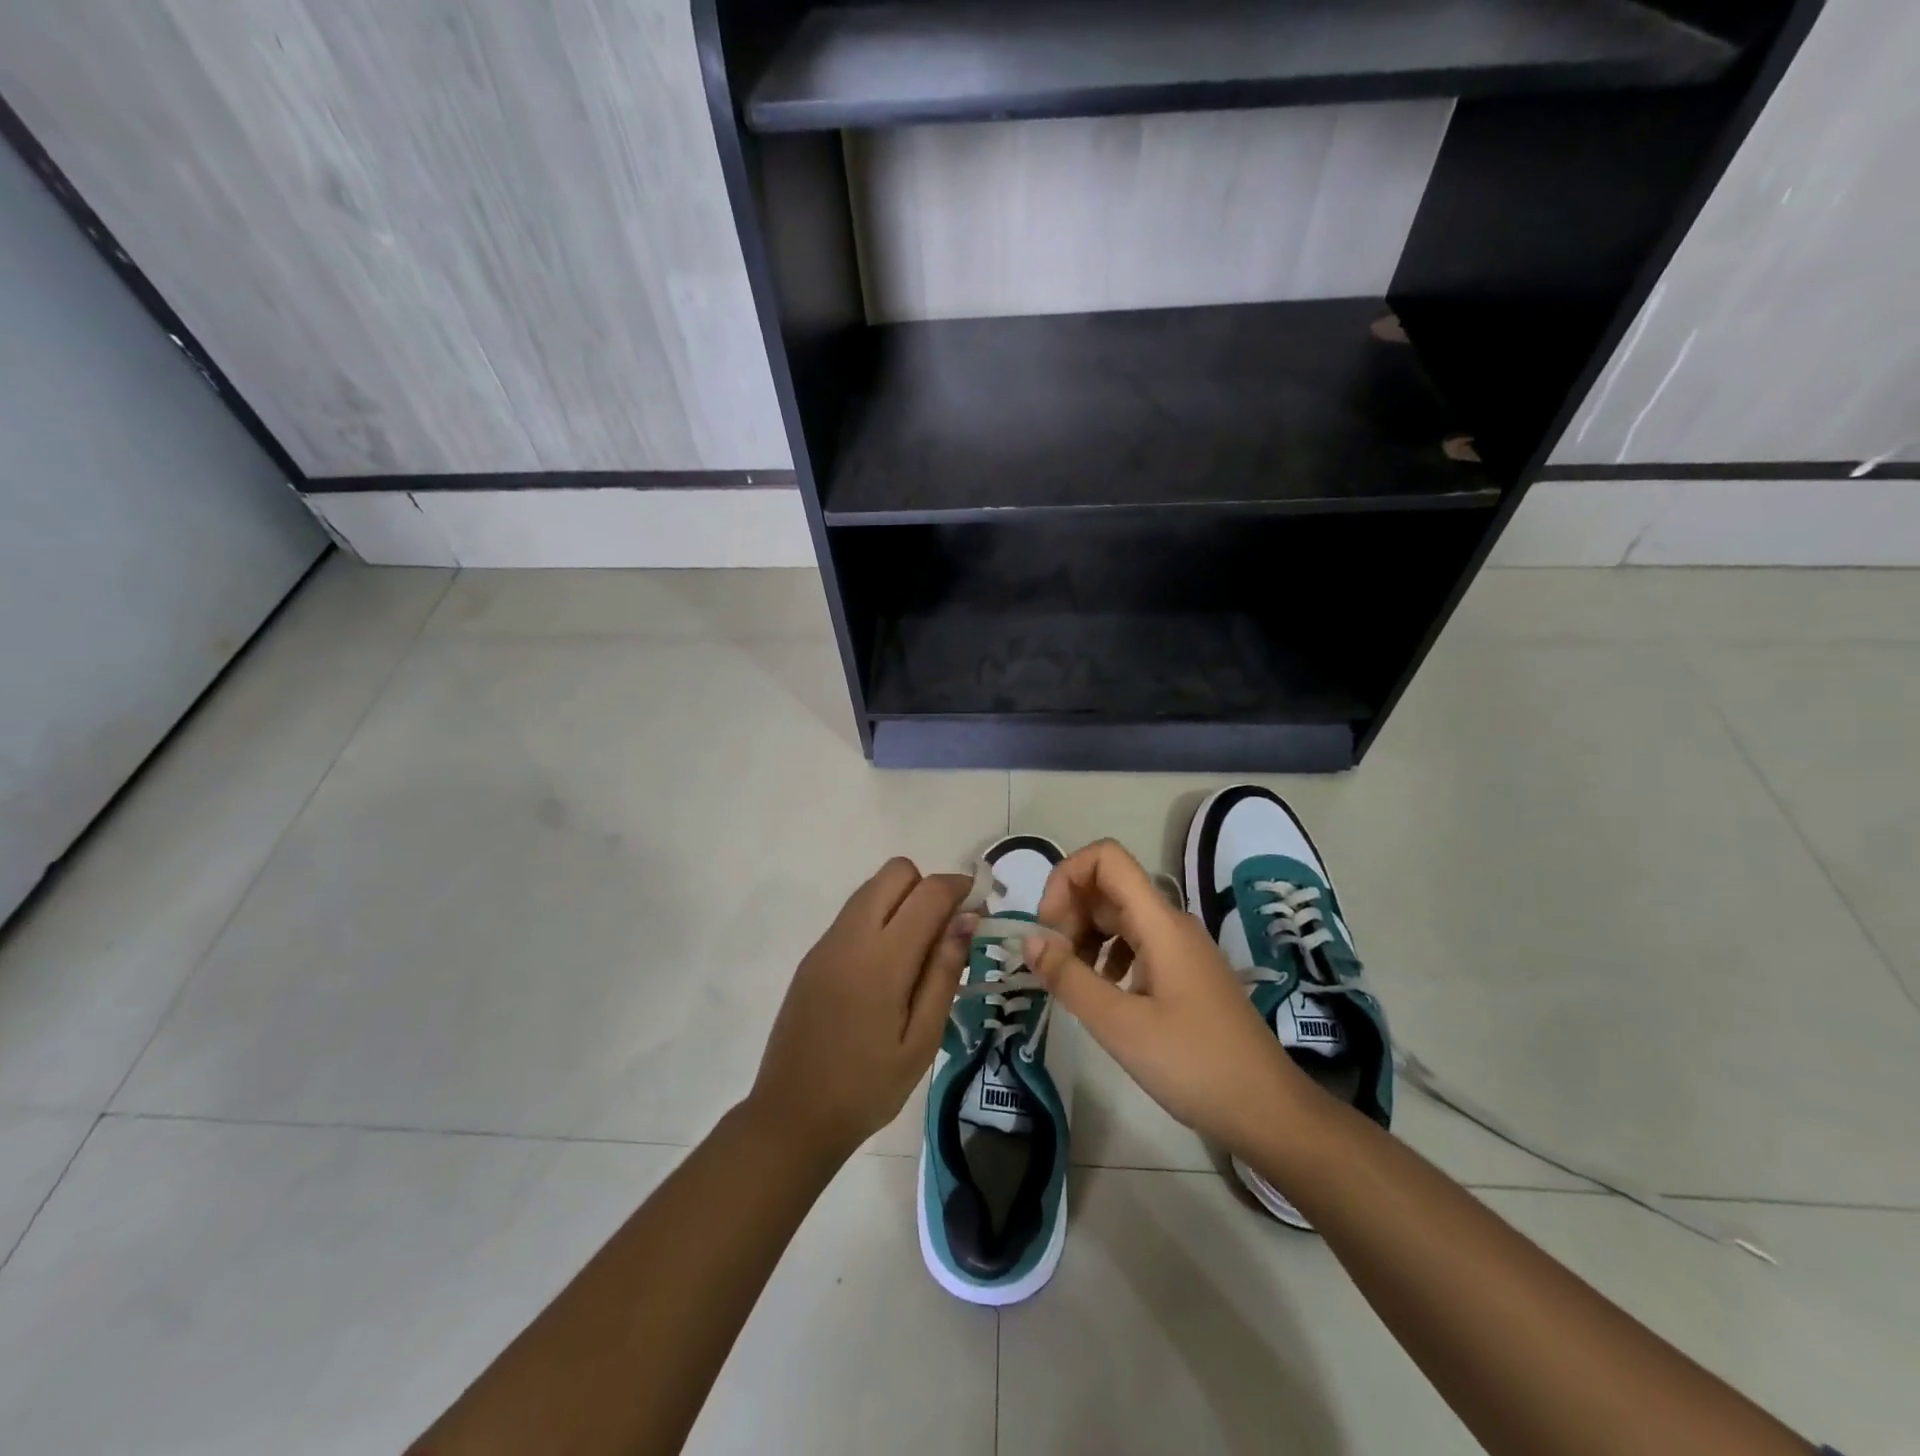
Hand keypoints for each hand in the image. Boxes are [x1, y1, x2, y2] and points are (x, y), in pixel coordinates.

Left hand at [748, 858, 971, 1161]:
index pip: (928, 892)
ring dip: (902, 900)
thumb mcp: (922, 1041)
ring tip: (918, 951)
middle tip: (945, 930)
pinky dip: (878, 918)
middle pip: (896, 872)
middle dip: (927, 887)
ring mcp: (826, 943)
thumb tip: (967, 919)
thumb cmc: (868, 1087)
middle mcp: (851, 936)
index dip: (959, 887)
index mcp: (882, 959)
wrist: (792, 1116)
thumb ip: (943, 973)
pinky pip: (853, 913)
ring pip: (872, 888)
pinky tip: (886, 968)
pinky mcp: (813, 956)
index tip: (978, 908)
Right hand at [1025, 839, 1310, 1157]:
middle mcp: (1171, 923)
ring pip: (1120, 917)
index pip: (1106, 857)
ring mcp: (1180, 948)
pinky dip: (1107, 957)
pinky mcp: (1184, 973)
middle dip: (1070, 912)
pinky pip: (1136, 944)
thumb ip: (1069, 978)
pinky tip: (1102, 994)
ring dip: (1085, 936)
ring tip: (1072, 982)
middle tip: (1053, 963)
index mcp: (1160, 922)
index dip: (1066, 877)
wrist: (1268, 1111)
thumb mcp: (1120, 1025)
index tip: (1048, 928)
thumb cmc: (1194, 1064)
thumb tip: (1029, 940)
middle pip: (1109, 886)